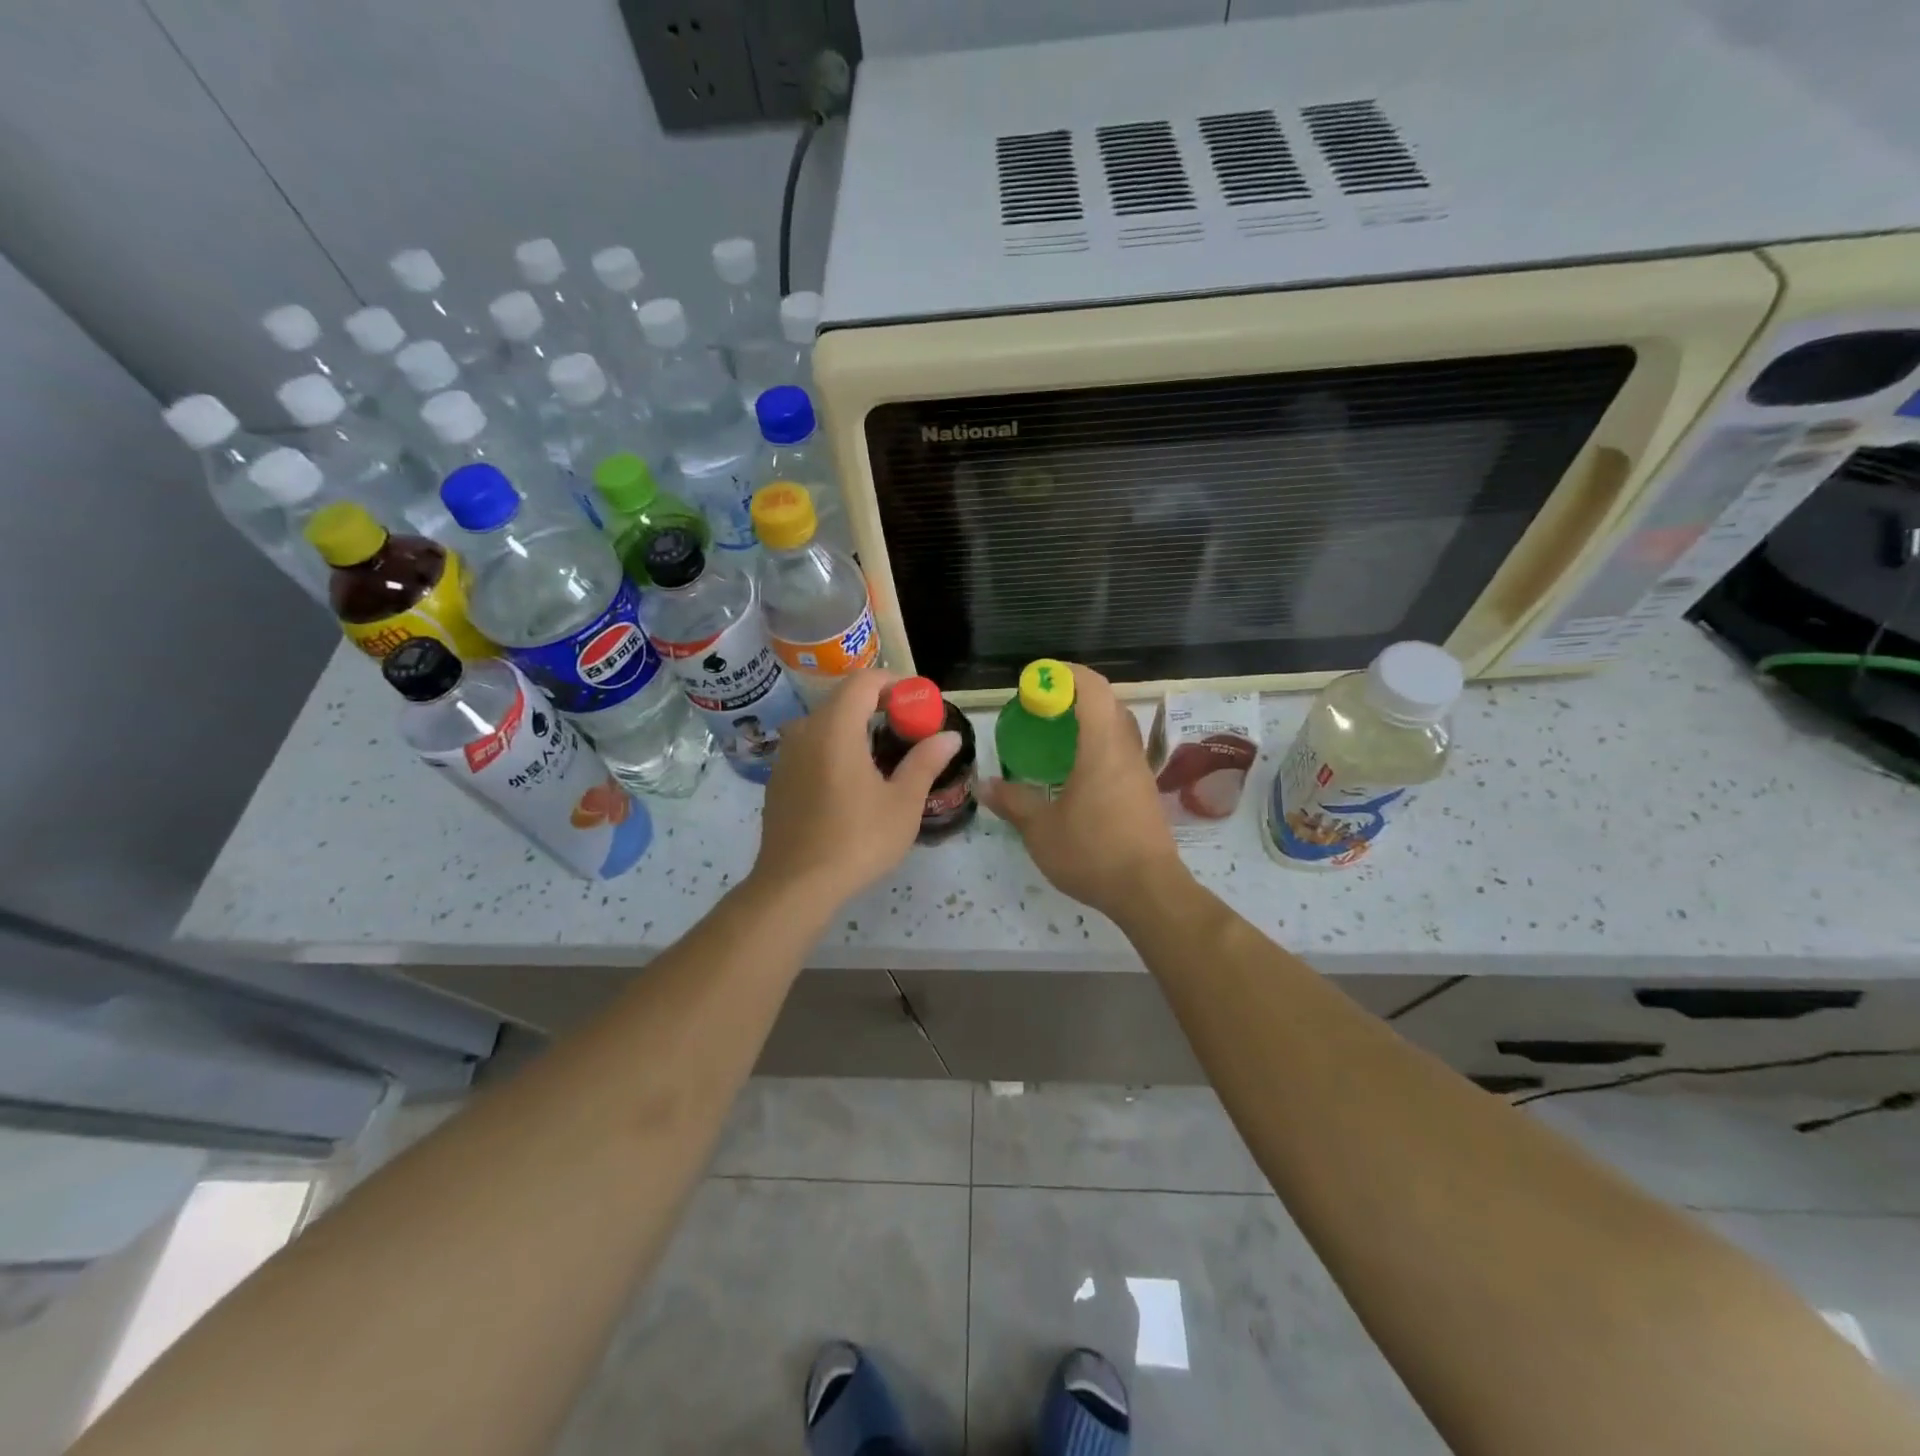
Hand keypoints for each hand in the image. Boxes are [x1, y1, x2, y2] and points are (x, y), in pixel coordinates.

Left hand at [752, 670, 960, 905]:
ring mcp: (786, 755)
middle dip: (878, 705)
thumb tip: (949, 736)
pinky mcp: (778, 778)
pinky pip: (811, 747)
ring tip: (884, 756)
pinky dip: (835, 748)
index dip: (894, 683)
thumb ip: (925, 762)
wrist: (795, 885)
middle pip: (843, 700)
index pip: (864, 681)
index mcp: (835, 727)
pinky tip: (852, 781)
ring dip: (855, 727)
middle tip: (909, 729)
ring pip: (825, 724)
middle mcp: (805, 731)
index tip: (918, 702)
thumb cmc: (856, 840)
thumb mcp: (902, 803)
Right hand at [978, 664, 1185, 921]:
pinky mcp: (1144, 791)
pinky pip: (1121, 751)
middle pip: (1107, 702)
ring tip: (1056, 737)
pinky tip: (1076, 771)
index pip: (1092, 688)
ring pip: (1118, 727)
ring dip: (1089, 720)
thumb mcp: (1041, 829)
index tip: (1036, 680)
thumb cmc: (1092, 852)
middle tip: (1041, 708)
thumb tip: (984, 785)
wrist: (1148, 891)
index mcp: (1102, 746)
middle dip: (1074, 695)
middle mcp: (1126, 749)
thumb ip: (1013, 801)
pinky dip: (1098, 745)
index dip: (1065, 674)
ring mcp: (1140, 770)